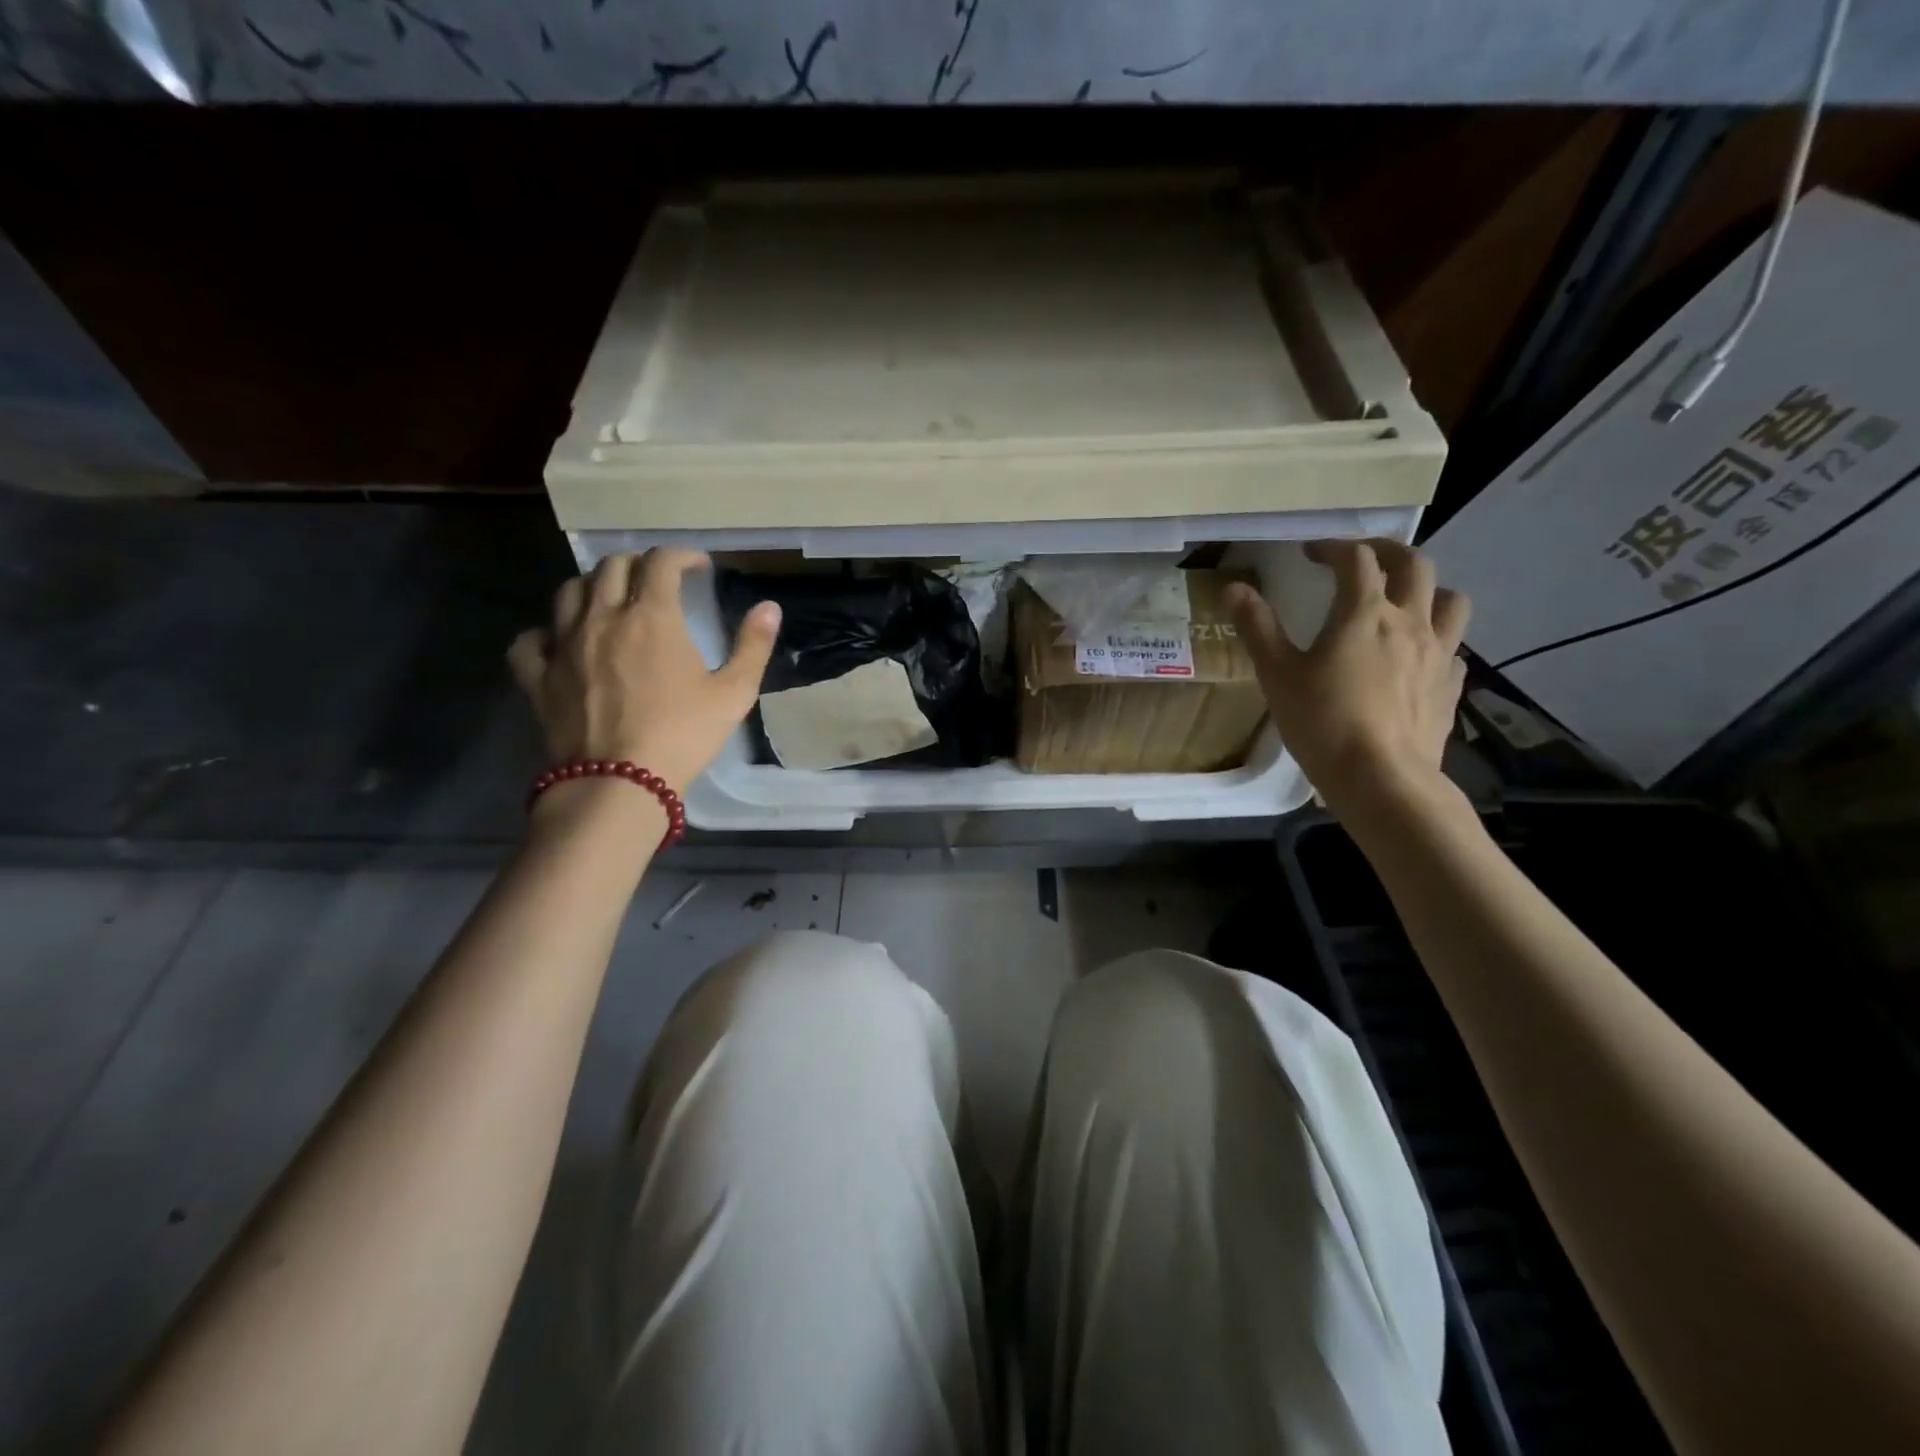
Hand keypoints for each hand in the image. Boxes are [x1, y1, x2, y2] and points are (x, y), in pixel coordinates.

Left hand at [508, 549, 779, 795]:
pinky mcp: (539, 676)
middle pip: (612, 567)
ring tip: (611, 600)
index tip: (698, 566)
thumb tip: (769, 607)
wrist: (619, 781)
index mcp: (652, 616)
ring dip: (594, 586)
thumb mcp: (734, 692)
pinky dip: (546, 632)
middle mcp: (603, 617)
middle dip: (638, 564)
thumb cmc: (684, 734)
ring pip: (569, 591)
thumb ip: (753, 645)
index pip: (661, 562)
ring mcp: (564, 644)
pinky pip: (531, 639)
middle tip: (658, 580)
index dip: (681, 555)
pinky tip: (560, 641)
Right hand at [1224, 539, 1469, 817]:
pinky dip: (1435, 638)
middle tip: (1360, 560)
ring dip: (1427, 588)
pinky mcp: (1451, 685)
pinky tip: (1416, 657)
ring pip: (1450, 599)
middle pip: (1414, 564)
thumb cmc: (1322, 722)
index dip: (1333, 547)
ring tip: (1403, 600)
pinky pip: (1453, 646)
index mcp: (1365, 613)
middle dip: (1386, 552)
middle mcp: (1410, 622)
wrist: (1381, 779)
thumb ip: (1257, 627)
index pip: (1356, 559)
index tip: (1311, 553)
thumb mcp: (1278, 674)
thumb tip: (1234, 588)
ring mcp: (1439, 653)